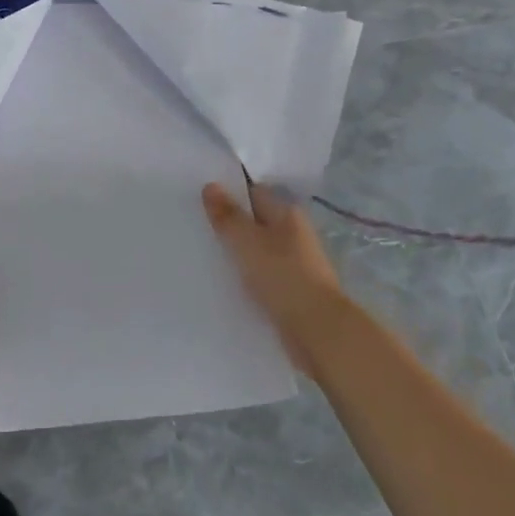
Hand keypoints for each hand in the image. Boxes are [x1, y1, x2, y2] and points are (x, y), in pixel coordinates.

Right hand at [203, 183, 347, 376]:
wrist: (317, 330)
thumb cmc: (282, 276)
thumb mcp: (246, 241)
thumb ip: (227, 215)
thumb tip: (210, 185)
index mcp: (287, 214)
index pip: (254, 193)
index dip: (229, 194)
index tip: (201, 201)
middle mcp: (294, 233)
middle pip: (256, 222)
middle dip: (231, 225)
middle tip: (196, 228)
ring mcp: (296, 263)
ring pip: (259, 250)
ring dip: (238, 254)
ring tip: (204, 255)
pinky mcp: (293, 289)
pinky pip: (263, 275)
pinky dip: (247, 277)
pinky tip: (226, 283)